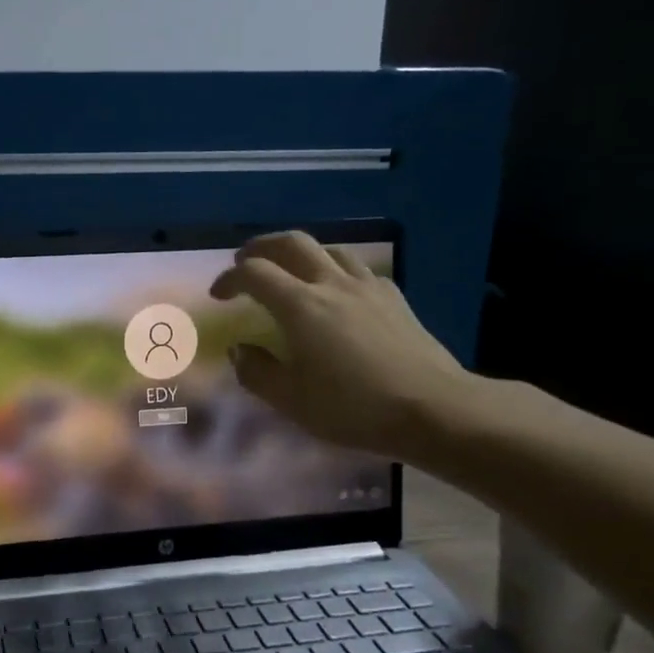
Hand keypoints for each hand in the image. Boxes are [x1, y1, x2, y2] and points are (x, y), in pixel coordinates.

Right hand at [209, 232, 473, 457]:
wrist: (434, 409)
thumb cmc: (354, 408)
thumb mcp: (292, 401)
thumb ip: (257, 372)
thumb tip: (239, 349)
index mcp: (300, 306)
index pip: (254, 274)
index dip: (230, 279)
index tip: (218, 296)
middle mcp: (331, 284)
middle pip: (291, 243)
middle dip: (261, 247)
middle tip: (245, 263)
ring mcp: (367, 286)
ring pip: (328, 249)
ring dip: (300, 253)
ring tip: (290, 272)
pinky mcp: (394, 297)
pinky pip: (356, 269)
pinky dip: (334, 270)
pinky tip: (337, 292)